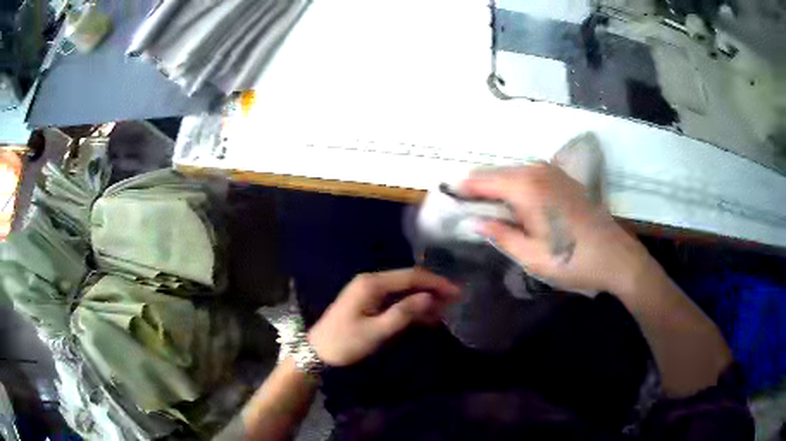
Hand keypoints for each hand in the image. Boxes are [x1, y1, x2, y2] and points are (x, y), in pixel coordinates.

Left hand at [307, 268, 460, 366]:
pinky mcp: (368, 302)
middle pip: (408, 280)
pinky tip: (426, 316)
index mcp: (372, 283)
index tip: (456, 291)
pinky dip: (411, 306)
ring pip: (403, 290)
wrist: (317, 353)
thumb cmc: (345, 342)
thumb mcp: (376, 331)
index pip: (411, 276)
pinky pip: (395, 300)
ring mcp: (369, 291)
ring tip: (445, 309)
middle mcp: (371, 281)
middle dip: (432, 289)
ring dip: (423, 298)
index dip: (435, 282)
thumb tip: (429, 298)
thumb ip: (403, 313)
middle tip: (455, 300)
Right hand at [461, 163, 650, 293]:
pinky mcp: (563, 178)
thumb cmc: (572, 260)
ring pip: (512, 173)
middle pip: (495, 173)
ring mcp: (552, 172)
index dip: (461, 189)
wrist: (615, 256)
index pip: (481, 181)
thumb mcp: (531, 256)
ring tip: (483, 207)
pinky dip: (514, 186)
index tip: (444, 198)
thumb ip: (500, 235)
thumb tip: (476, 221)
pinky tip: (512, 204)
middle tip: (462, 207)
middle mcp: (536, 170)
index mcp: (525, 187)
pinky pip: (529, 176)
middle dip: (477, 188)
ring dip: (496, 187)